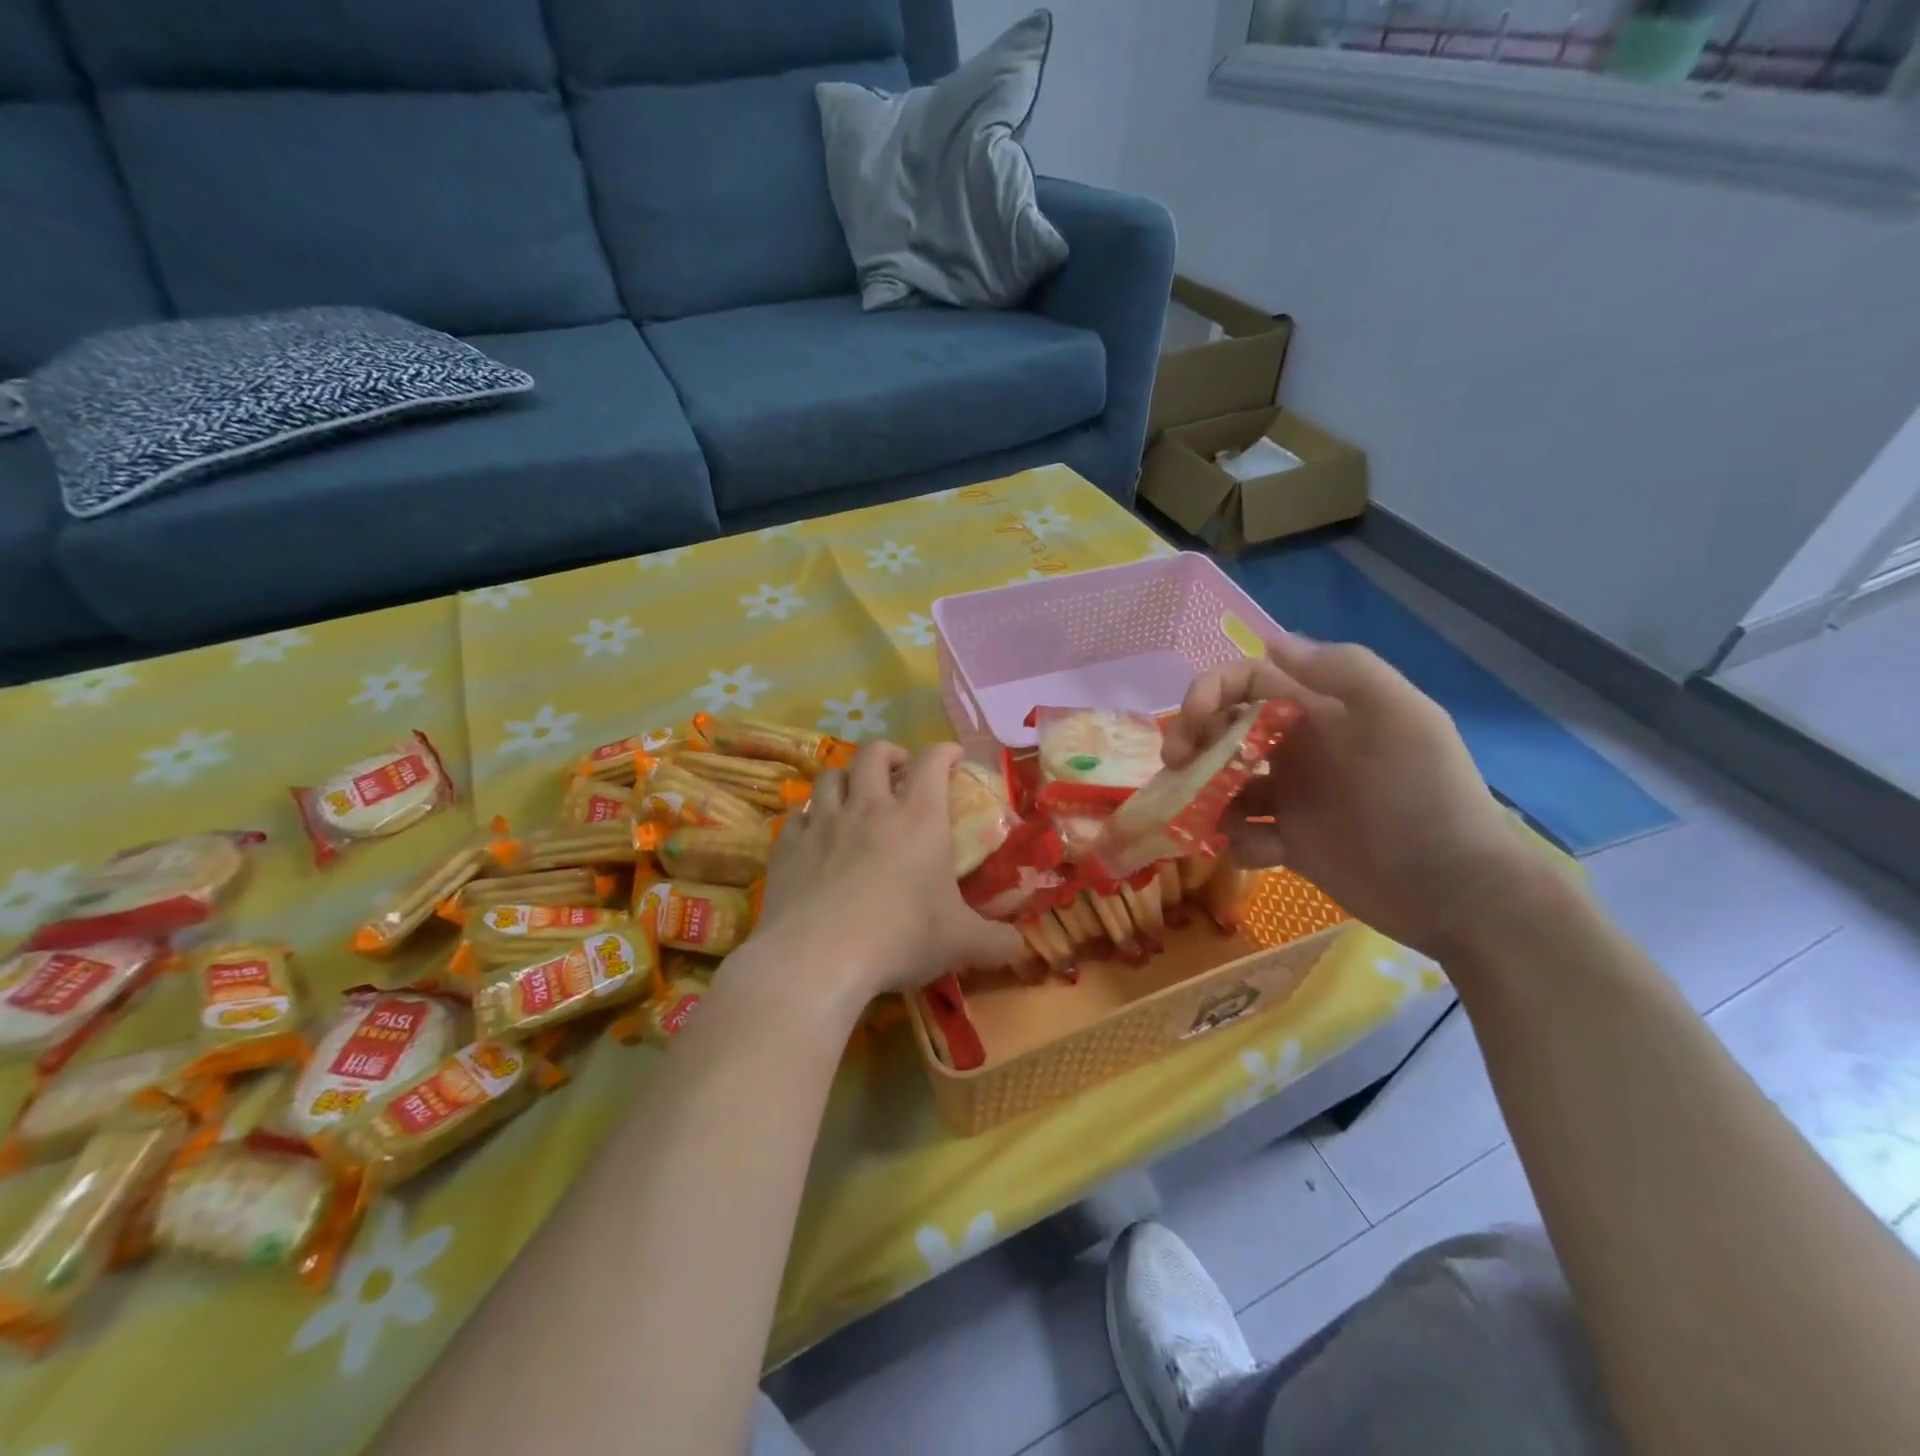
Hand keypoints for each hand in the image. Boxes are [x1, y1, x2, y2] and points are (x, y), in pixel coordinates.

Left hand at [743, 741, 1022, 1010]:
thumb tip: (1019, 947)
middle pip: (874, 753)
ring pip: (830, 776)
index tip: (952, 757)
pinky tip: (815, 837)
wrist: (817, 958)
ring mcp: (823, 822)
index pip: (932, 761)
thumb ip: (996, 942)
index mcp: (917, 818)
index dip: (944, 751)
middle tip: (899, 772)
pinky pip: (798, 815)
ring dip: (846, 779)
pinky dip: (810, 818)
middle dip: (890, 753)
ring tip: (854, 797)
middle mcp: (869, 807)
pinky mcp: (788, 845)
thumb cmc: (899, 939)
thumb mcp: (960, 943)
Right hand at [1162, 635, 1543, 957]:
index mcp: (1319, 712)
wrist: (1456, 891)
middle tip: (1174, 769)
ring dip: (1205, 796)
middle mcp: (1298, 749)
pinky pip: (1242, 834)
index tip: (1190, 723)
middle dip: (1190, 743)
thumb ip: (1344, 671)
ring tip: (1212, 821)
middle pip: (1222, 731)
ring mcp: (1291, 798)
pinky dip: (1240, 841)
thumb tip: (1271, 641)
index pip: (1248, 682)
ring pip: (1222, 785)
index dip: (1210, 691)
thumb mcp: (1401, 718)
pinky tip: (1267, 852)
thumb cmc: (1424, 797)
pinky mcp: (1289, 844)